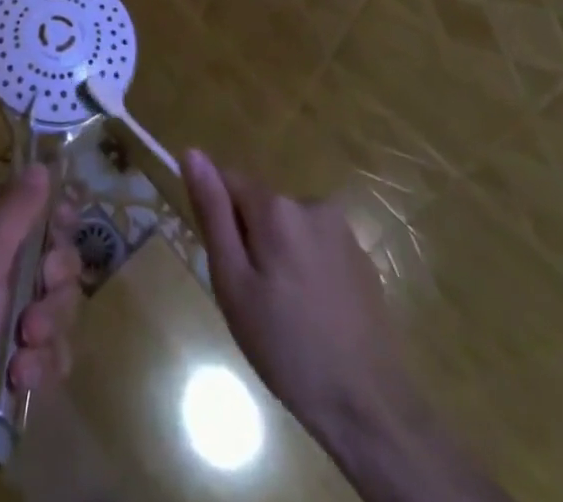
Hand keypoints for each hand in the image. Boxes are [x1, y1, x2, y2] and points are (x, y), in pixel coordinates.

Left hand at [0, 165, 83, 496]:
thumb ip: (16, 210)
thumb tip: (40, 166)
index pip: (22, 202)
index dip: (49, 211)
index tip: (66, 223)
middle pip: (49, 254)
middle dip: (54, 279)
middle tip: (41, 291)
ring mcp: (1, 317)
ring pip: (54, 304)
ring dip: (47, 327)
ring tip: (24, 346)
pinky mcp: (12, 361)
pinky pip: (48, 350)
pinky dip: (40, 364)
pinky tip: (20, 378)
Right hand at [180, 148, 409, 439]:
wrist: (370, 409)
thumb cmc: (286, 347)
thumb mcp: (233, 283)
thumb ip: (212, 213)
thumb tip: (192, 153)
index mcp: (276, 208)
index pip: (228, 181)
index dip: (218, 217)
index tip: (225, 263)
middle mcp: (311, 204)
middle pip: (260, 206)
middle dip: (249, 240)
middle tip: (252, 299)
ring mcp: (342, 231)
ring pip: (288, 227)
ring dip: (278, 255)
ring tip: (284, 313)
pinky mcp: (363, 259)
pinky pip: (317, 247)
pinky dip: (306, 269)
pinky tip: (313, 315)